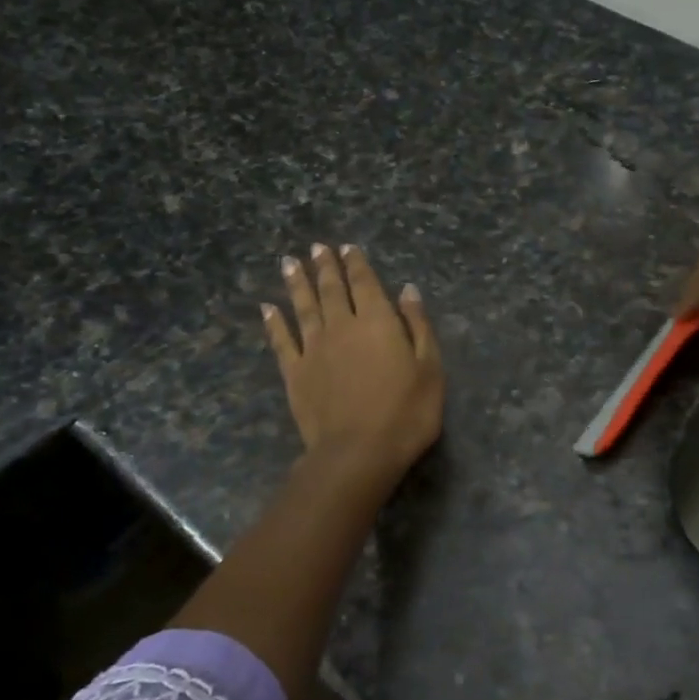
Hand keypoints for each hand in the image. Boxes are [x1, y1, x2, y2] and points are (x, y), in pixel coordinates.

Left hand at [263, 244, 443, 486]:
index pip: (365, 284)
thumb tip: (407, 290)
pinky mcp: (295, 373)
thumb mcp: (430, 368)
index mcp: (378, 322)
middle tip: (317, 247)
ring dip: (297, 283)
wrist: (358, 452)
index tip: (347, 247)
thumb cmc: (406, 413)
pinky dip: (274, 323)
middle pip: (331, 290)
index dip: (357, 264)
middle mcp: (342, 327)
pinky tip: (267, 308)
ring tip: (290, 262)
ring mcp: (314, 349)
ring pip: (303, 307)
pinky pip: (282, 341)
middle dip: (325, 267)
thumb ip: (418, 326)